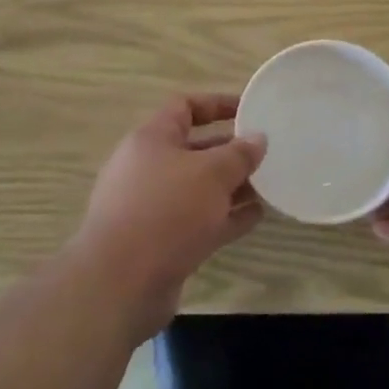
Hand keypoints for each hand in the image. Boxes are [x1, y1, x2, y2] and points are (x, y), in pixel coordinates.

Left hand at [75, 94, 265, 340]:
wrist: (120, 285)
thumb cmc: (166, 211)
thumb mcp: (212, 173)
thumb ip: (239, 154)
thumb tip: (258, 138)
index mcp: (151, 140)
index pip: (184, 107)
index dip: (218, 104)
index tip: (250, 110)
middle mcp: (149, 169)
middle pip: (195, 149)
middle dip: (231, 151)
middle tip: (266, 153)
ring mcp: (153, 208)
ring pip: (200, 188)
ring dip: (232, 187)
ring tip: (269, 185)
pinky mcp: (161, 243)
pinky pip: (200, 221)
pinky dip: (227, 217)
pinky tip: (257, 217)